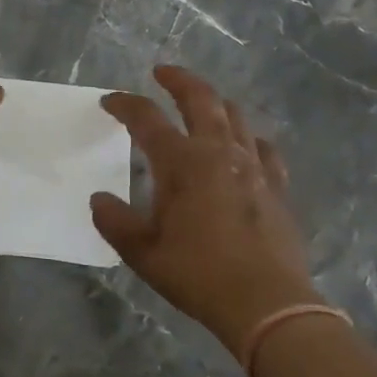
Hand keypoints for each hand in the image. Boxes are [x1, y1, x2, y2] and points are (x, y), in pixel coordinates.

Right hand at [92, 65, 319, 358]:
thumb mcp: (143, 253)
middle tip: (162, 73)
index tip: (109, 101)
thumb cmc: (198, 274)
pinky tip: (245, 146)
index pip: (146, 118)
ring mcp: (253, 165)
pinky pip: (264, 148)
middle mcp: (218, 151)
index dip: (125, 105)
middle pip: (200, 98)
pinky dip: (248, 138)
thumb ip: (115, 221)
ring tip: (202, 104)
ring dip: (214, 102)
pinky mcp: (277, 185)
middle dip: (178, 79)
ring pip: (235, 116)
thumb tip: (99, 199)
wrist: (267, 303)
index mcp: (181, 162)